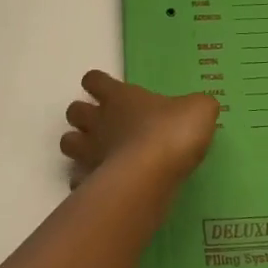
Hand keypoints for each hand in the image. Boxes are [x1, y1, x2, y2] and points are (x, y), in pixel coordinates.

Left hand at [60, 71, 219, 187]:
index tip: (106, 89)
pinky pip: (78, 180)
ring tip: (98, 155)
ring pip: (67, 143)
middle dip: (82, 116)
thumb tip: (199, 107)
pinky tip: (102, 187)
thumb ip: (197, 106)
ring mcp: (89, 152)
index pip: (95, 80)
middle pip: (74, 111)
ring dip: (78, 147)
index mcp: (119, 97)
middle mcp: (98, 121)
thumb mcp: (199, 110)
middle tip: (103, 125)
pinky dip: (85, 182)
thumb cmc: (172, 132)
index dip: (98, 83)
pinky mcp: (89, 182)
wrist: (152, 174)